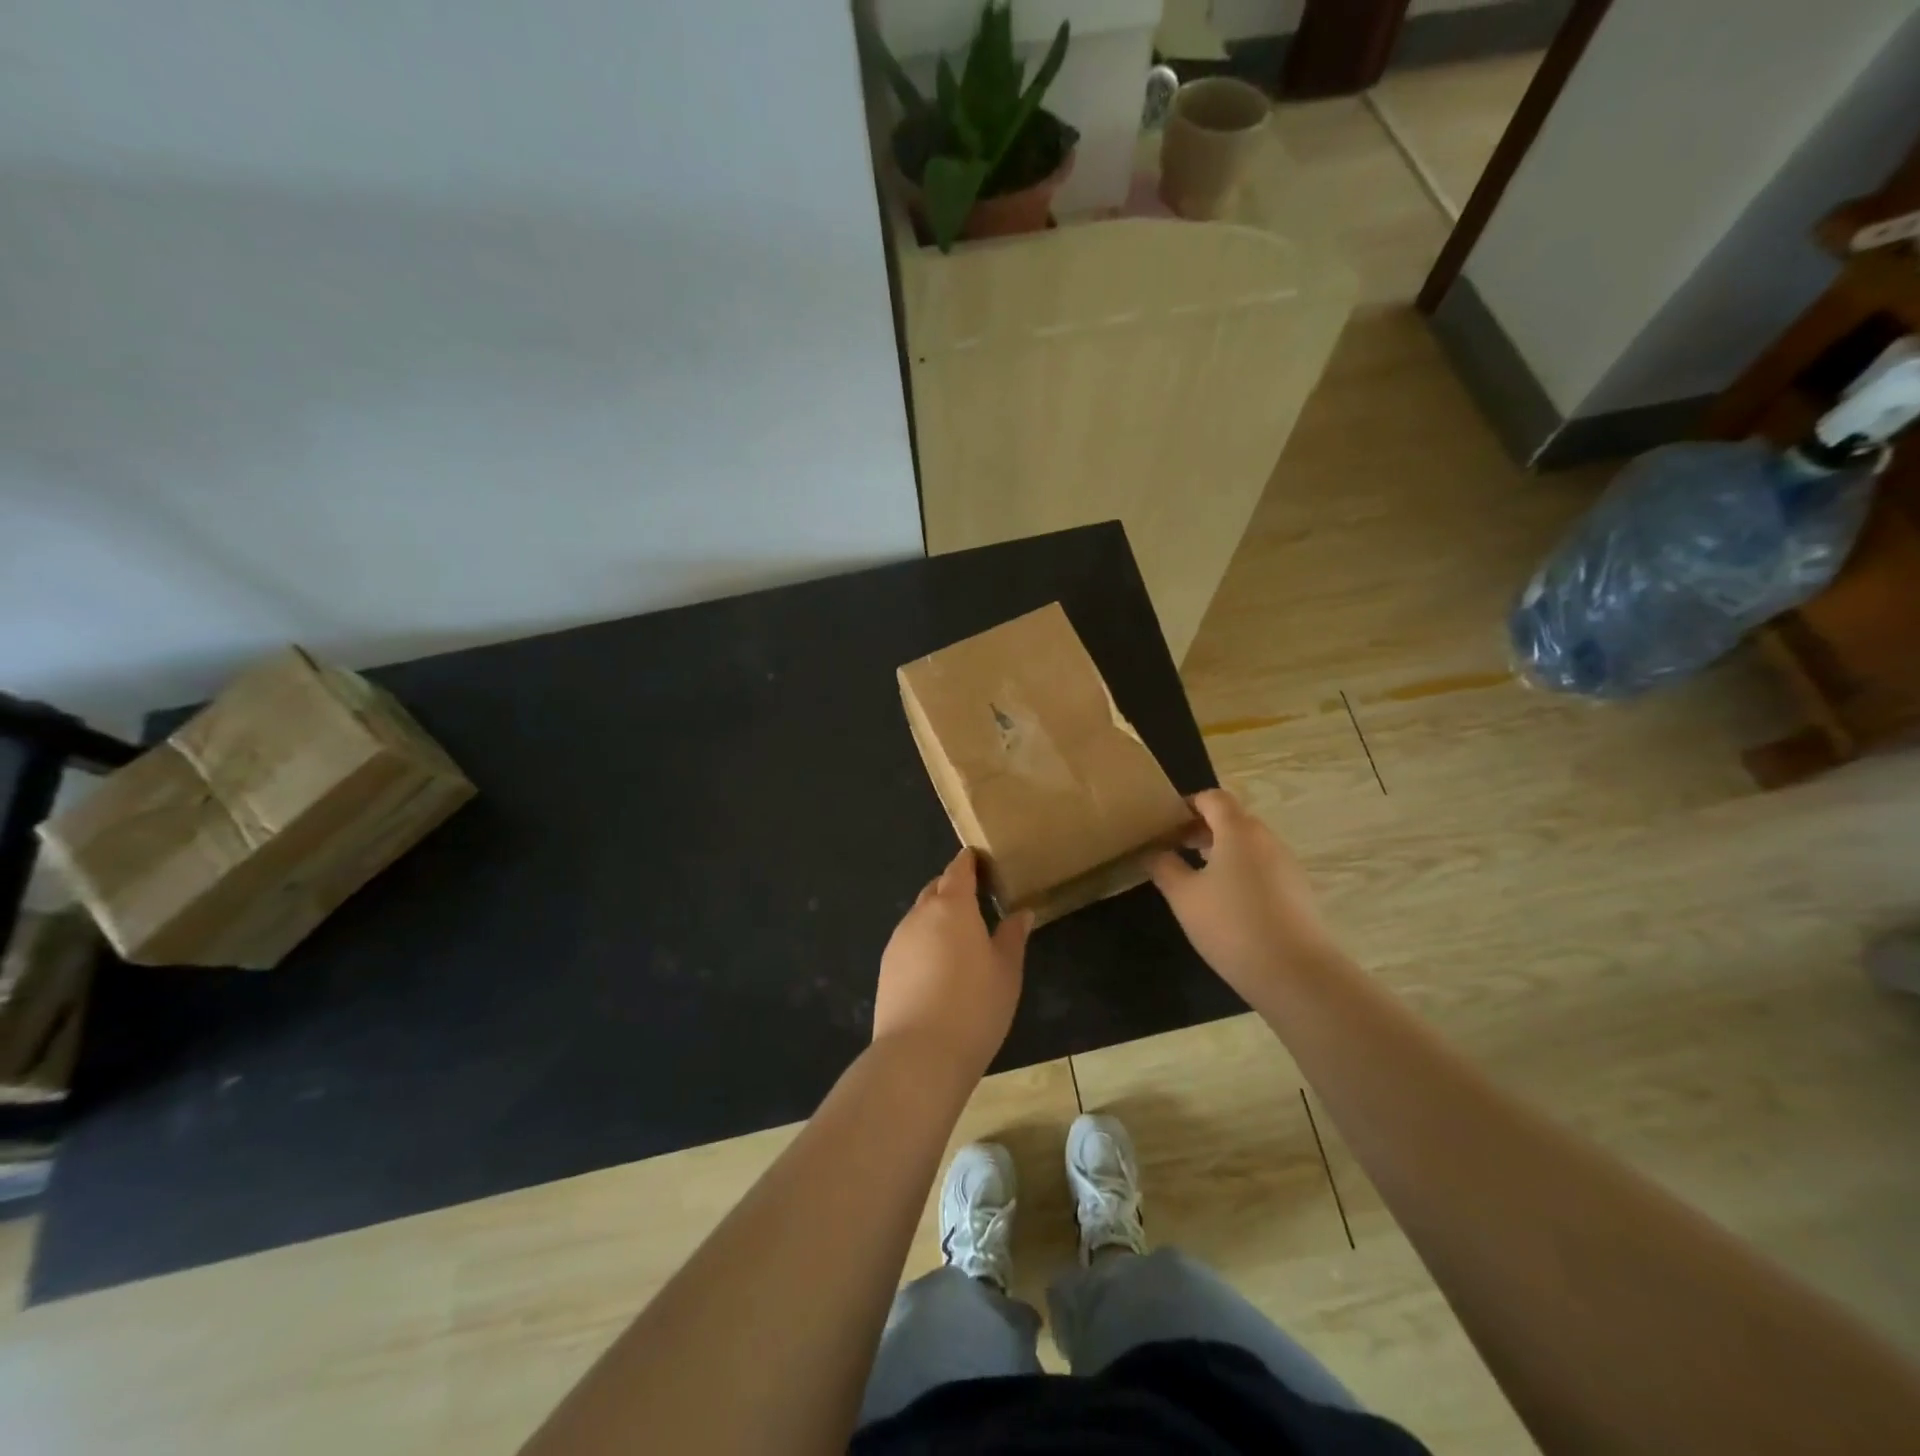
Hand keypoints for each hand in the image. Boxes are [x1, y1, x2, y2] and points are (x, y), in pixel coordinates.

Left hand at [874, 849, 1032, 1075]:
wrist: (919, 1054)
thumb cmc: (975, 1005)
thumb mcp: (1007, 971)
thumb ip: (1012, 936)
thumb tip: (1022, 912)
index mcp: (952, 906)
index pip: (958, 870)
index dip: (969, 862)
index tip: (980, 860)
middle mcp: (920, 915)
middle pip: (936, 889)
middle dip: (953, 888)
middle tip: (976, 899)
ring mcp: (898, 941)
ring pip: (920, 916)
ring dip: (938, 918)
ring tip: (960, 936)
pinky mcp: (886, 968)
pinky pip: (909, 942)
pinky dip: (924, 942)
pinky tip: (938, 967)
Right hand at [1149, 789, 1332, 998]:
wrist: (1296, 974)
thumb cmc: (1231, 924)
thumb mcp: (1183, 895)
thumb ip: (1163, 866)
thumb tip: (1152, 851)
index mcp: (1238, 830)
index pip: (1213, 798)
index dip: (1187, 804)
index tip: (1165, 823)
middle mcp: (1267, 839)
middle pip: (1232, 820)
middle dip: (1201, 829)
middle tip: (1173, 849)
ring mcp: (1287, 866)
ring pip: (1248, 846)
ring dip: (1221, 852)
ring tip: (1195, 878)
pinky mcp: (1298, 893)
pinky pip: (1263, 869)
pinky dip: (1240, 873)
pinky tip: (1225, 904)